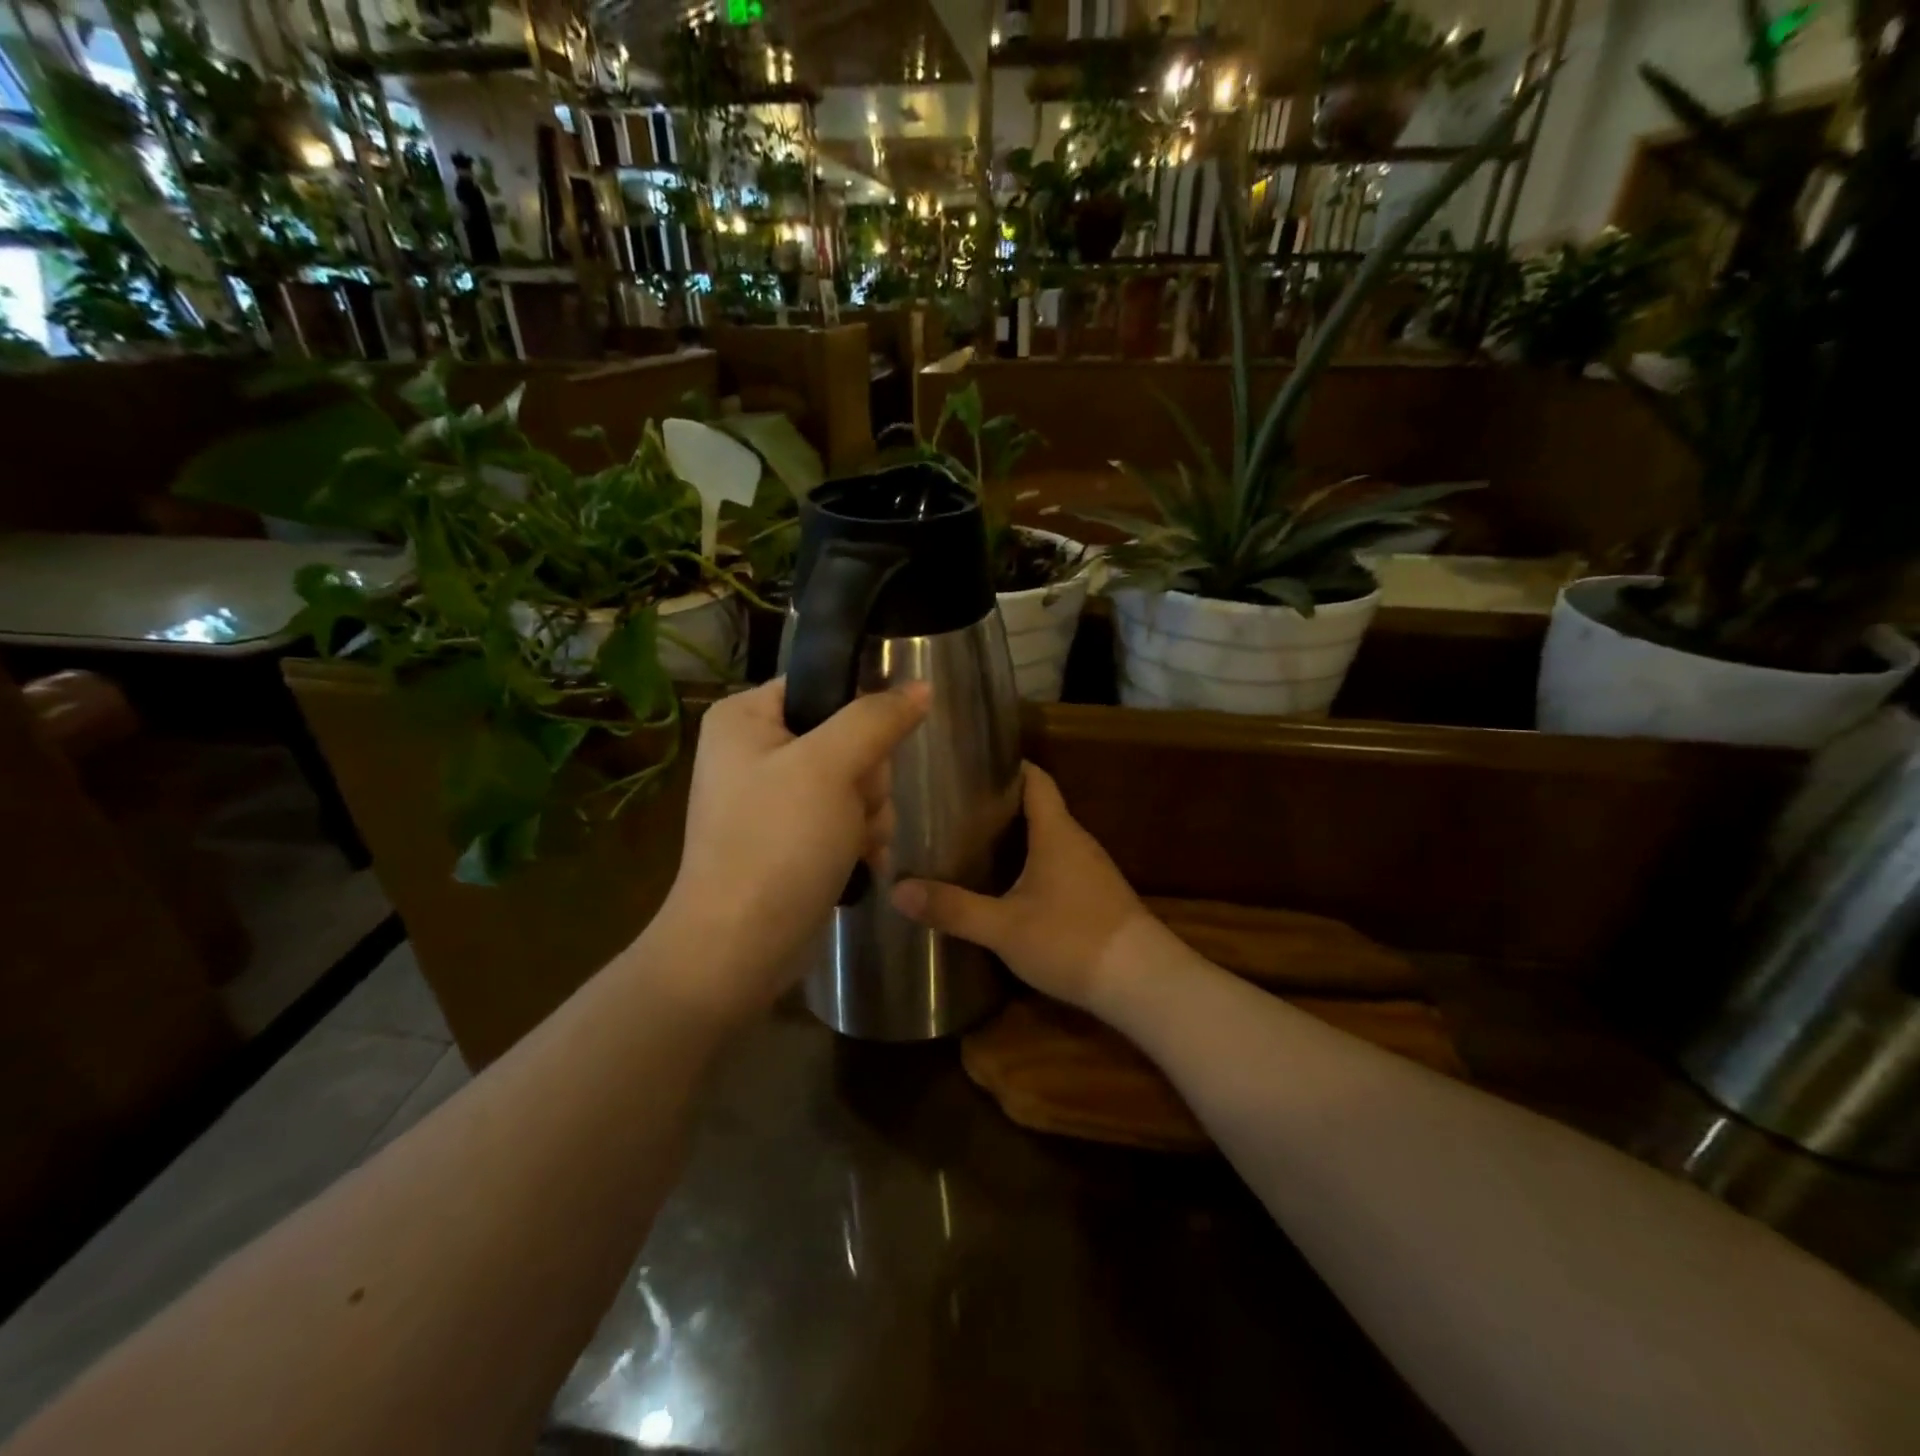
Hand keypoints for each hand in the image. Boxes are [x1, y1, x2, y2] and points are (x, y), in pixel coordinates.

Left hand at [650, 677, 929, 1019]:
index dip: (859, 716)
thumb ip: (877, 719)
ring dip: (869, 812)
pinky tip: (859, 861)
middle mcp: (754, 750)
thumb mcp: (830, 767)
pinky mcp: (789, 837)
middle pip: (846, 736)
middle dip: (867, 778)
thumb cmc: (777, 843)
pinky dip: (858, 837)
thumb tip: (922, 686)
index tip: (873, 751)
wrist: (740, 947)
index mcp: (745, 717)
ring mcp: (772, 798)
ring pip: (855, 780)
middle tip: (856, 806)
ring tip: (854, 842)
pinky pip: (844, 816)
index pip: (823, 686)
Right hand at [890, 764, 1150, 1010]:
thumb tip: (896, 890)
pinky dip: (1031, 863)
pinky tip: (1007, 885)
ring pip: (1048, 839)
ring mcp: (1091, 870)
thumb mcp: (1004, 927)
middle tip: (954, 808)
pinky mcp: (1096, 896)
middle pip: (1038, 807)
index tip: (970, 767)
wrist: (1142, 982)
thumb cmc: (1072, 940)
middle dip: (999, 804)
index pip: (1036, 779)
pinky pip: (1058, 865)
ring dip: (1016, 837)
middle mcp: (1077, 842)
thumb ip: (953, 908)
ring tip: (971, 842)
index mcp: (1057, 832)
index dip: (1007, 767)